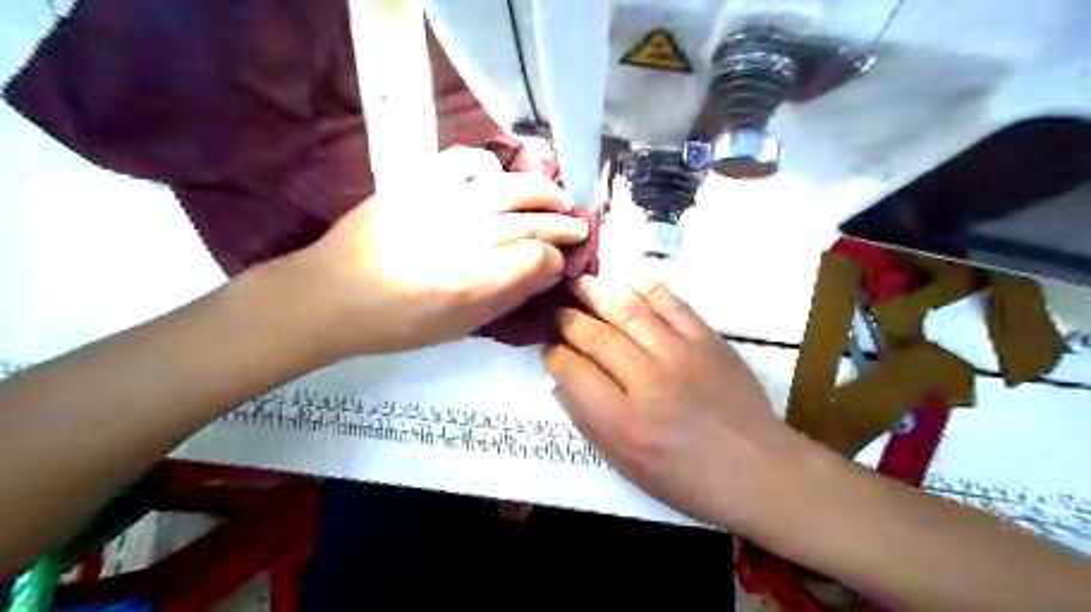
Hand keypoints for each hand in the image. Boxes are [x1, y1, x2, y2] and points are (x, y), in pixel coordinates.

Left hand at [265, 147, 588, 356]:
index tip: (560, 264)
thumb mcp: (458, 328)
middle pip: (526, 221)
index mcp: (467, 285)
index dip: (555, 258)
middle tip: (577, 225)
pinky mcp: (412, 185)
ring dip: (540, 190)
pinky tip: (502, 177)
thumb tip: (547, 272)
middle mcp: (456, 240)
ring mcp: (434, 205)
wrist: (328, 296)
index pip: (535, 257)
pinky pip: (462, 164)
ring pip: (505, 188)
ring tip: (558, 196)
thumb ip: (507, 298)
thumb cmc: (396, 324)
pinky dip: (490, 167)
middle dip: (560, 222)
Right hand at [545, 276, 809, 528]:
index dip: (554, 354)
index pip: (573, 371)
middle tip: (558, 311)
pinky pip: (672, 304)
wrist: (755, 468)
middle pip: (596, 337)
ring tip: (580, 283)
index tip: (548, 346)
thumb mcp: (625, 464)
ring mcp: (680, 356)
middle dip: (569, 320)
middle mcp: (647, 382)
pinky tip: (630, 279)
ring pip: (629, 313)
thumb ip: (588, 421)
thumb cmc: (685, 476)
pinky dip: (649, 288)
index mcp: (622, 421)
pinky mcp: (708, 340)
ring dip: (599, 294)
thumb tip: (561, 382)